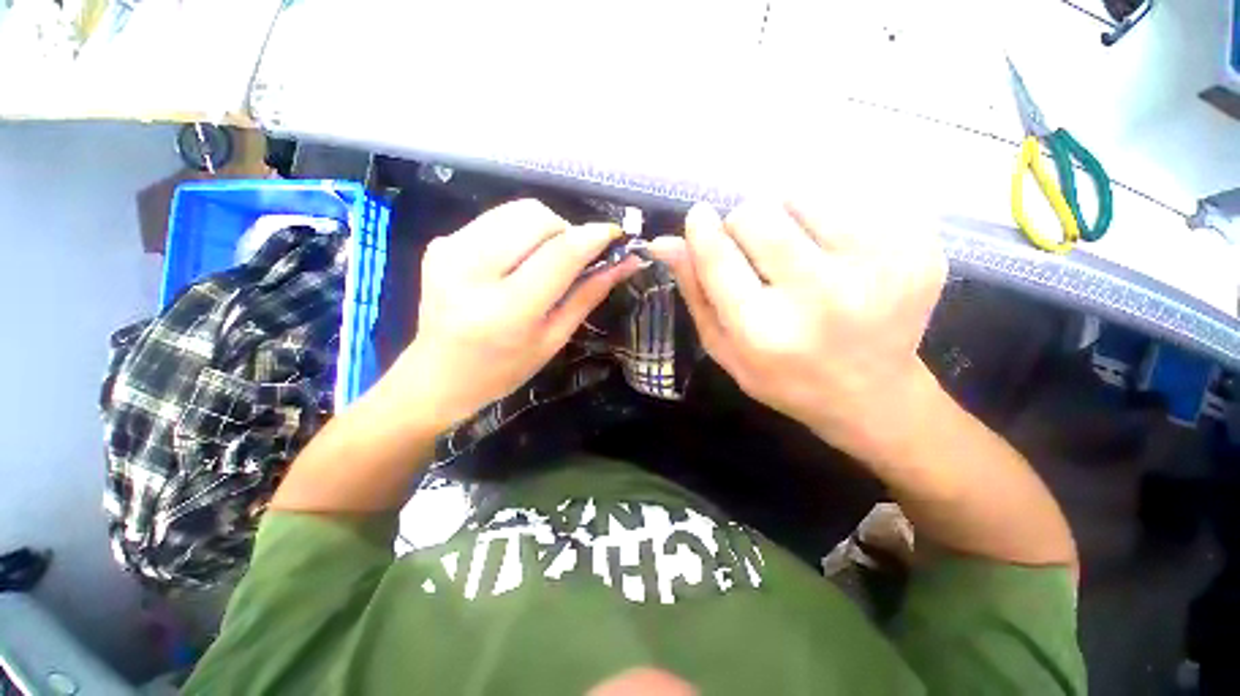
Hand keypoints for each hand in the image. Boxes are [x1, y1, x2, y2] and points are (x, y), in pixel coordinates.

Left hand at [387, 199, 637, 430]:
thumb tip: (625, 263)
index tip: (614, 234)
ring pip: (516, 211)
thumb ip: (588, 295)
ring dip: (543, 229)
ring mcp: (450, 251)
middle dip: (566, 231)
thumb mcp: (554, 338)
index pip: (560, 254)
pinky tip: (515, 262)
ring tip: (544, 260)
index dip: (593, 237)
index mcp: (507, 309)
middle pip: (537, 217)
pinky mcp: (440, 243)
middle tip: (572, 259)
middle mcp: (473, 270)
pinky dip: (518, 233)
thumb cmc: (505, 369)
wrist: (438, 376)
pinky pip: (495, 219)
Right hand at [649, 200, 946, 460]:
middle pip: (757, 213)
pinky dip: (828, 220)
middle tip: (755, 252)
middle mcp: (820, 295)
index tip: (698, 218)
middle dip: (743, 225)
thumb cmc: (784, 377)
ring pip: (802, 195)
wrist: (874, 396)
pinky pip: (849, 201)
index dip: (701, 229)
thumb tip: (666, 242)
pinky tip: (835, 255)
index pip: (718, 255)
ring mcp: (878, 267)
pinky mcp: (916, 249)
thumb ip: (695, 293)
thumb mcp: (725, 348)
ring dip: (786, 217)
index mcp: (765, 329)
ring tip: (797, 252)